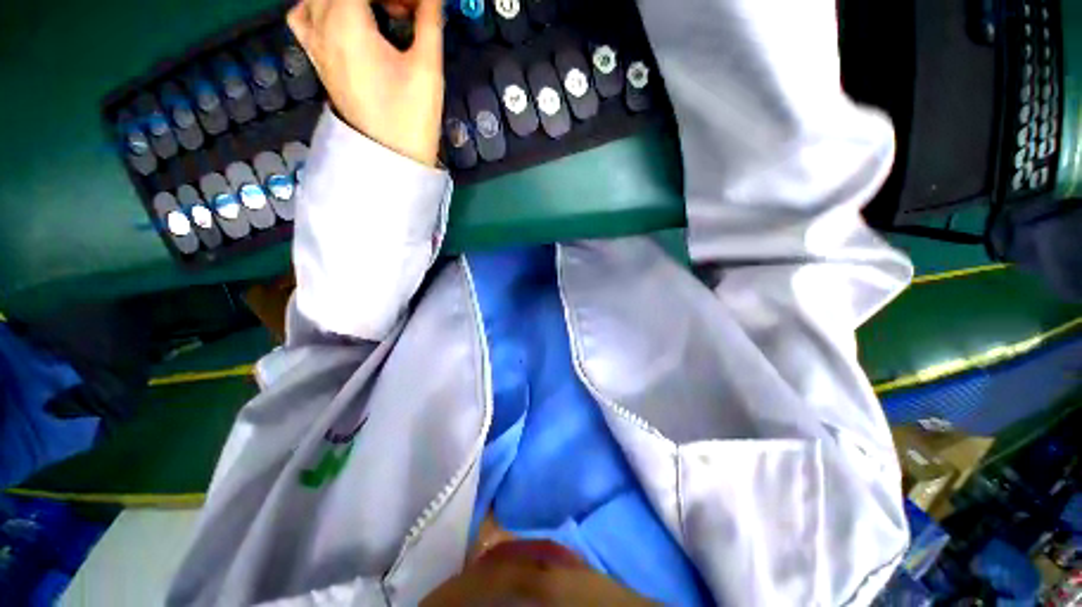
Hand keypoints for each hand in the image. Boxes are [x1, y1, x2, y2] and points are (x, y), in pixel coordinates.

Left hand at [288, 0, 444, 166]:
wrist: (390, 157)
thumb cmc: (410, 117)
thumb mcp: (427, 68)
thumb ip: (429, 19)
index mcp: (346, 22)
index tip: (416, 7)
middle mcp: (320, 24)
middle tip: (406, 11)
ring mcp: (314, 42)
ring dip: (352, 0)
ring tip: (379, 13)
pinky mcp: (317, 59)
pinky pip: (304, 15)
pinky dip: (321, 7)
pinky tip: (345, 18)